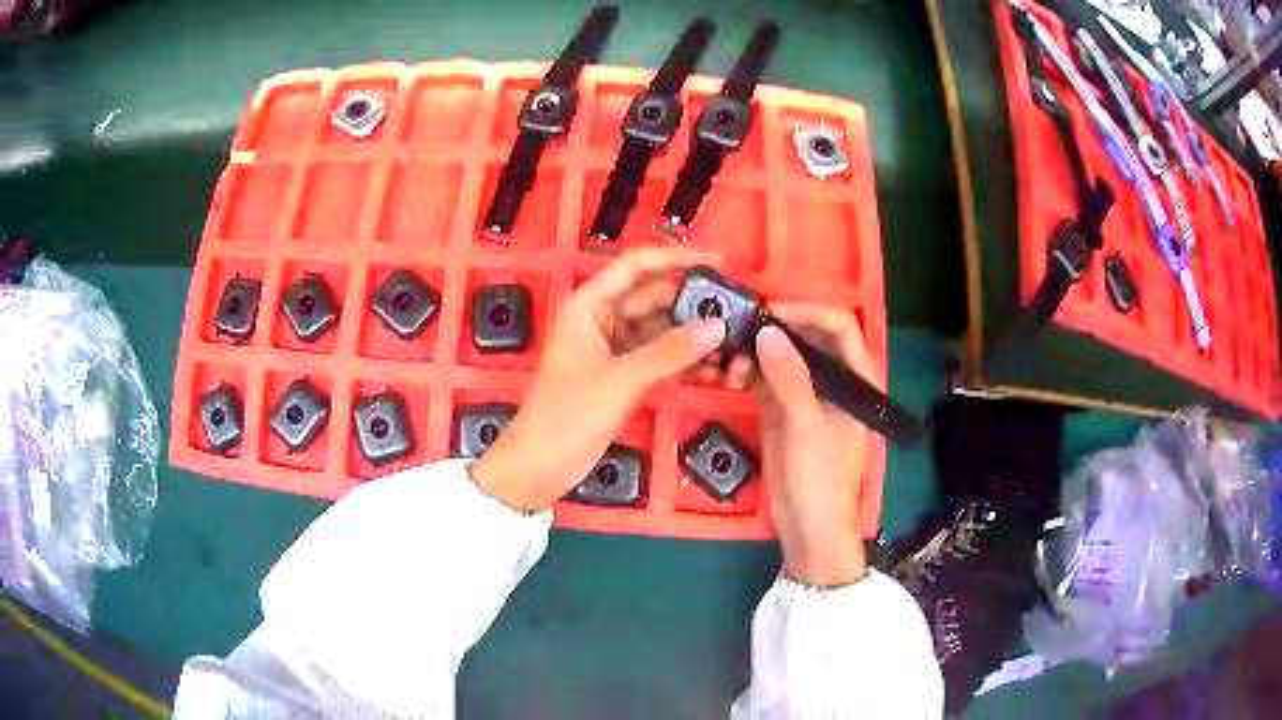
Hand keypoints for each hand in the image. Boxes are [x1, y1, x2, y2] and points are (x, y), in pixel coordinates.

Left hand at [471, 248, 725, 511]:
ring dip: (691, 336)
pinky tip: (713, 369)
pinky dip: (682, 361)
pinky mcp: (623, 375)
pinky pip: (659, 357)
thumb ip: (670, 351)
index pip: (636, 266)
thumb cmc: (568, 414)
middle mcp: (602, 319)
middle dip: (692, 304)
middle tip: (736, 313)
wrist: (541, 465)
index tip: (718, 261)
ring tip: (733, 345)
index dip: (676, 258)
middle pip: (654, 298)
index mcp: (589, 305)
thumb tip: (718, 327)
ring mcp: (614, 348)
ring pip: (660, 329)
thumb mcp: (621, 379)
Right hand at [752, 305, 876, 586]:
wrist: (808, 527)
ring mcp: (806, 397)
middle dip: (776, 331)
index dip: (809, 311)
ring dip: (757, 354)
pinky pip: (766, 382)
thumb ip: (789, 376)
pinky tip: (730, 375)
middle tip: (741, 330)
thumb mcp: (806, 424)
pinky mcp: (783, 413)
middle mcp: (833, 381)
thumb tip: (767, 331)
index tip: (772, 311)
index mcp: (855, 380)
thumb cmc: (821, 477)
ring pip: (783, 358)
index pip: (840, 327)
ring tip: (731, 364)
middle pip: (808, 337)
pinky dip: (749, 374)